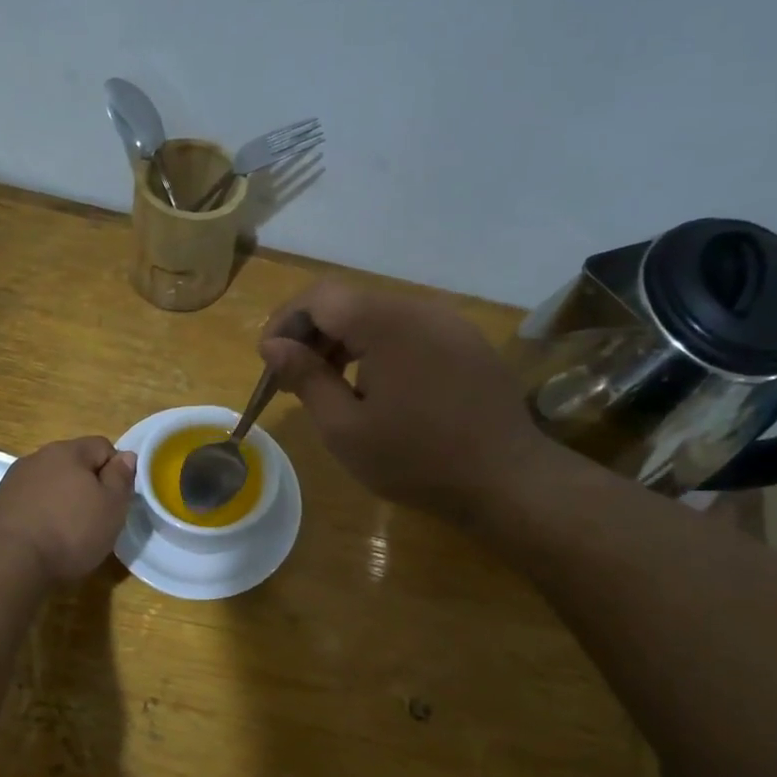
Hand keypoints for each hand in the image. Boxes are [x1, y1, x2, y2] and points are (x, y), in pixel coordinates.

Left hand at [0, 437, 136, 583]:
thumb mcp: (112, 506)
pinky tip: (43, 537)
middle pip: (74, 463)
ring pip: (50, 482)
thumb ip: (121, 477)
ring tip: (68, 531)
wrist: (9, 561)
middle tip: (96, 517)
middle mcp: (38, 457)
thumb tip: (126, 455)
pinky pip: (30, 500)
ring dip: (62, 498)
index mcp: (68, 451)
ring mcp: (14, 479)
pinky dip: (41, 512)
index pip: (103, 446)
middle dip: (87, 485)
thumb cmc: (71, 531)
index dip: (115, 471)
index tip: (117, 500)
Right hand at [258, 280, 544, 523]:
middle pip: (350, 302)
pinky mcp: (466, 342)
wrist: (506, 479)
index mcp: (386, 322)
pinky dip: (379, 350)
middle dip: (313, 335)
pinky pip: (410, 331)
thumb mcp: (345, 428)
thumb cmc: (416, 459)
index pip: (320, 296)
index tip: (270, 362)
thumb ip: (306, 378)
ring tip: (330, 388)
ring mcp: (449, 323)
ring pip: (379, 316)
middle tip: (293, 381)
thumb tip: (273, 345)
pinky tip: (376, 390)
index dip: (285, 322)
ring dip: (345, 343)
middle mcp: (420, 308)